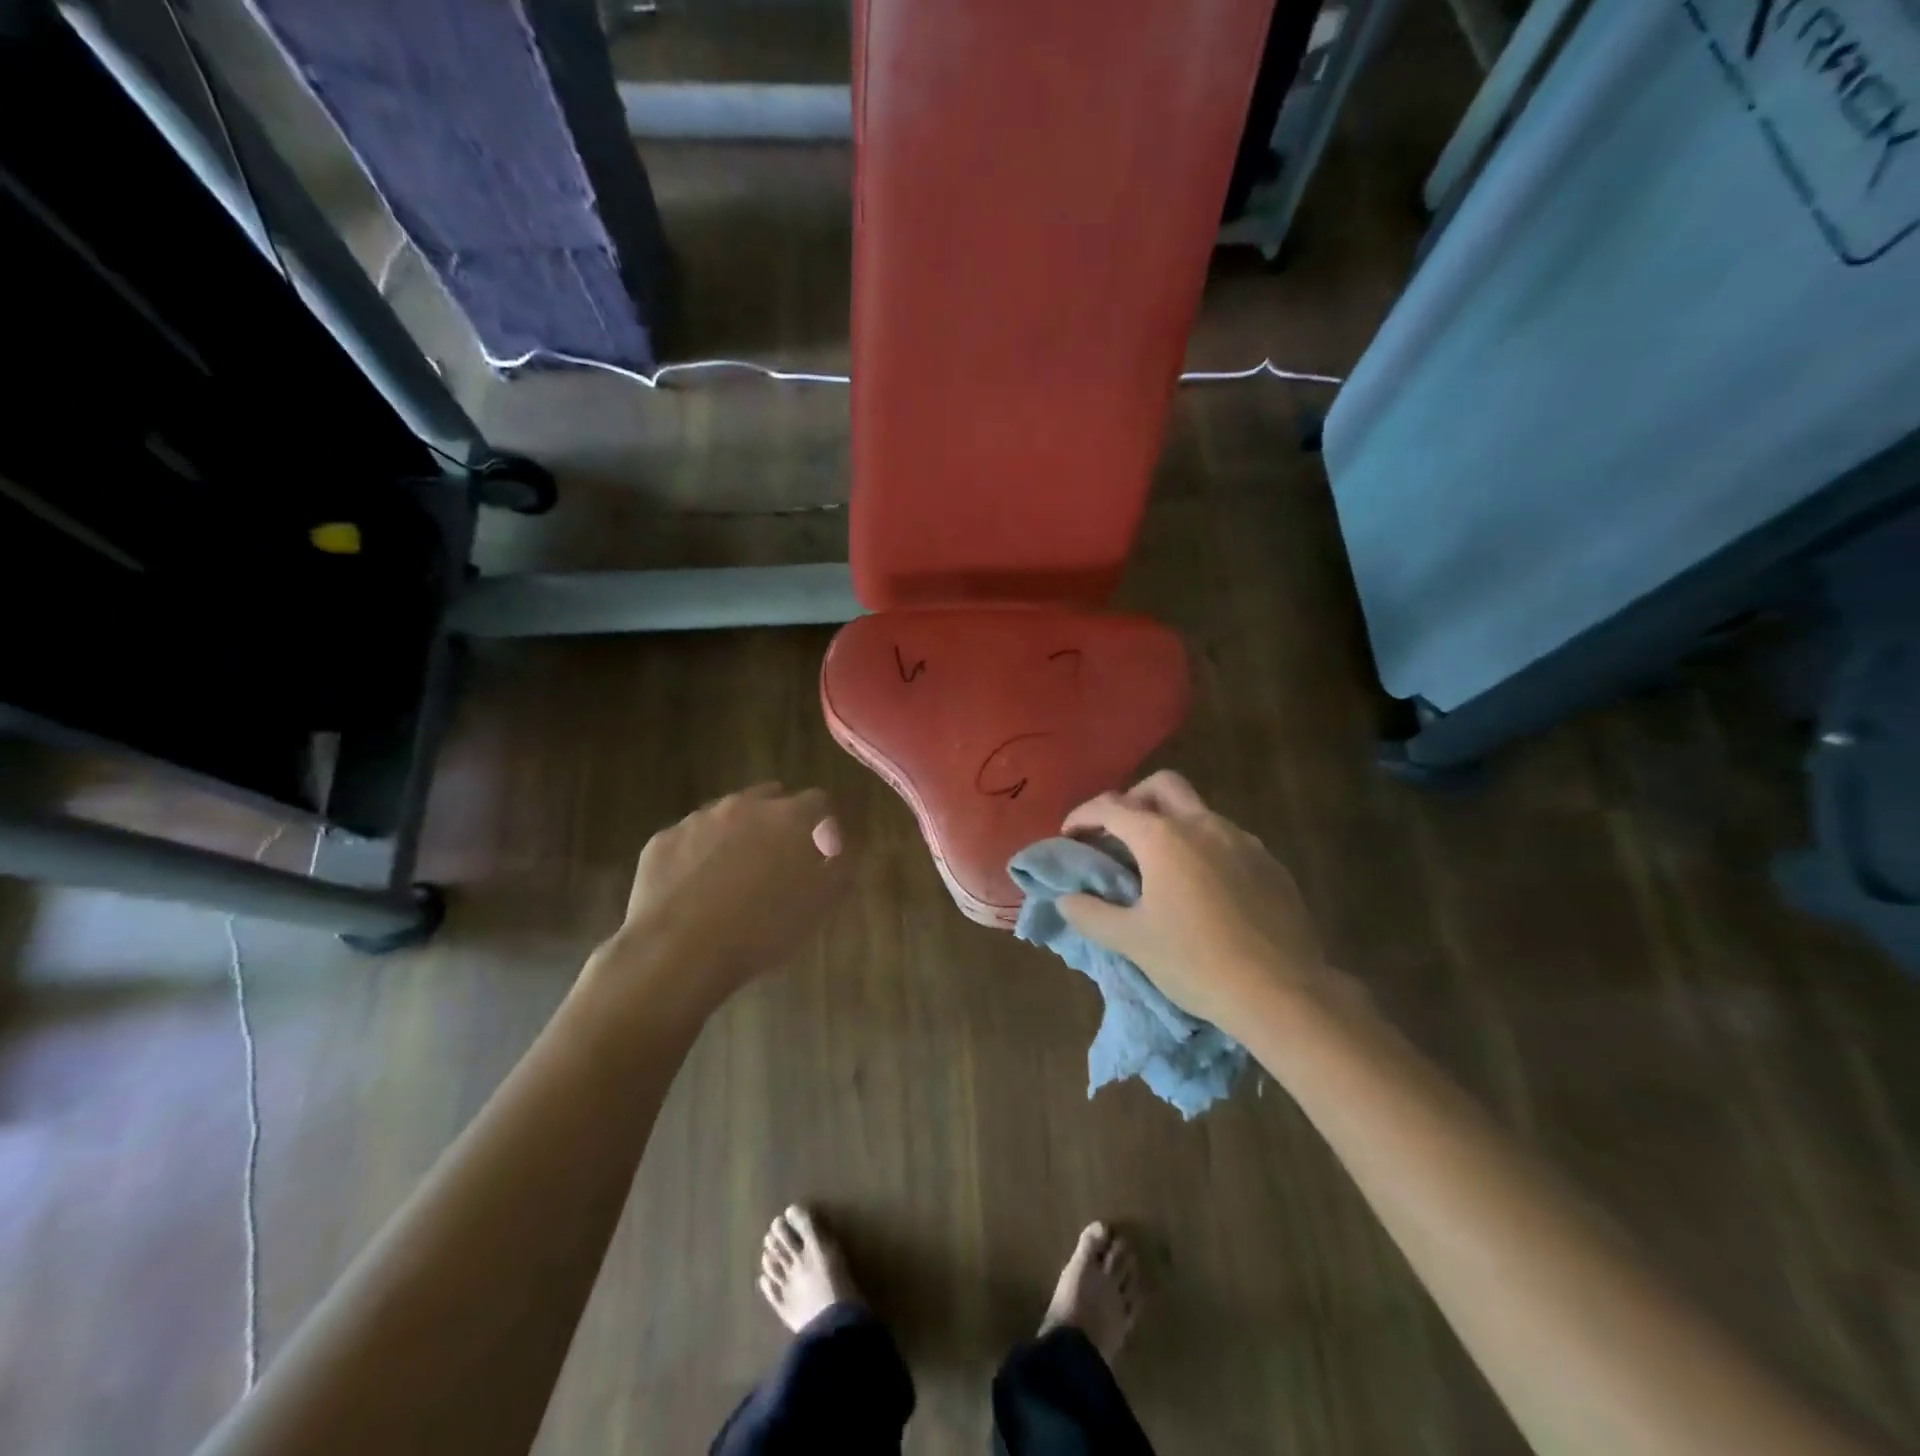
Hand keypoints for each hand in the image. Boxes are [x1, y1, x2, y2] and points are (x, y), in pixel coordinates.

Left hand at [591, 784, 847, 1019]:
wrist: (679, 951)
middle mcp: (743, 806)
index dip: (823, 824)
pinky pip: (689, 838)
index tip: (822, 850)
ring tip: (734, 874)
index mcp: (788, 818)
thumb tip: (842, 852)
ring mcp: (698, 820)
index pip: (817, 801)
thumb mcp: (819, 907)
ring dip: (736, 833)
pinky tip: (695, 887)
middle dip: (778, 820)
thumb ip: (840, 870)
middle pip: (769, 797)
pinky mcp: (662, 840)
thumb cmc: (761, 930)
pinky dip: (697, 853)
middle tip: (778, 858)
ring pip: (725, 814)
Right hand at [1058, 771, 1328, 1038]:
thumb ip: (1091, 914)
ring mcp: (1242, 840)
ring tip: (1158, 866)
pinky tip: (1202, 888)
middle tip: (1117, 834)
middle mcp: (1203, 825)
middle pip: (1161, 785)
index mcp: (1164, 837)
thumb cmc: (1196, 963)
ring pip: (1198, 810)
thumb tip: (1066, 899)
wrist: (1284, 993)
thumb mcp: (1132, 941)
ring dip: (1170, 823)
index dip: (1083, 816)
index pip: (1111, 808)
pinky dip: (1203, 847)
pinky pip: (1227, 839)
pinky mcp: (1270, 863)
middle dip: (1132, 799)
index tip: (1069, 835)